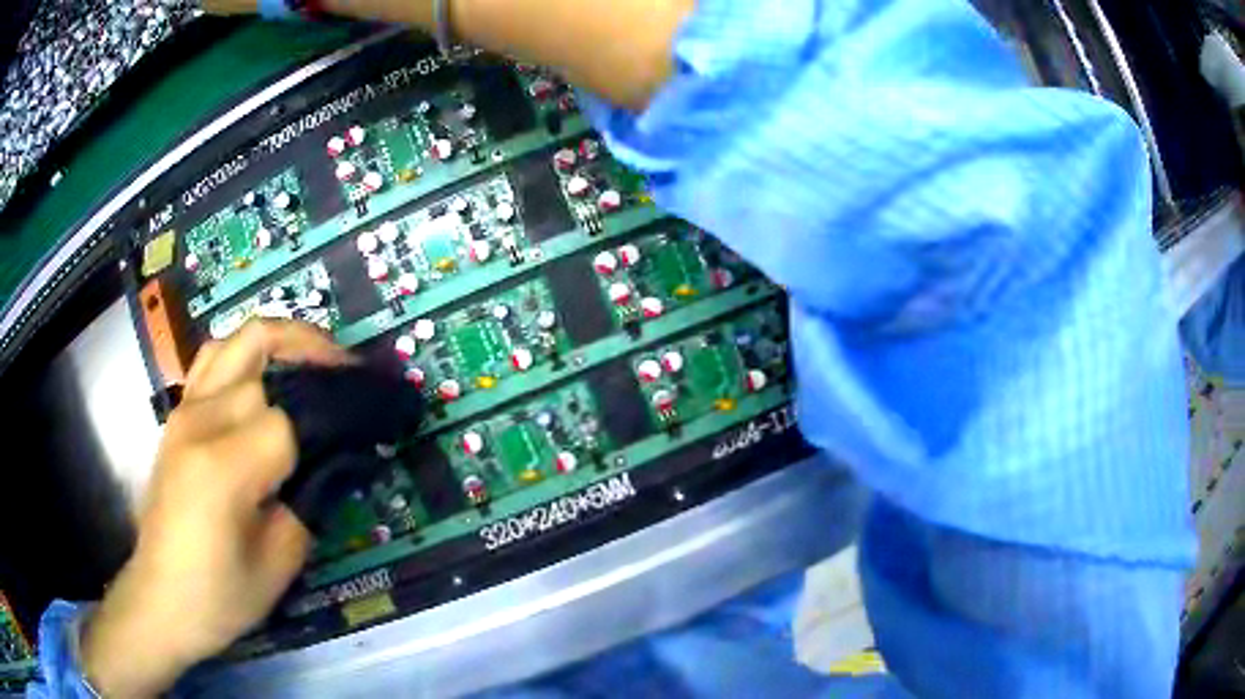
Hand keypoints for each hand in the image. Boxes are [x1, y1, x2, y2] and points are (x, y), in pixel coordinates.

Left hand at [81, 320, 352, 697]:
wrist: (160, 599)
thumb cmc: (220, 596)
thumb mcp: (278, 566)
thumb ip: (307, 505)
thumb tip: (335, 463)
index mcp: (222, 468)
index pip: (284, 423)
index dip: (321, 436)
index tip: (347, 449)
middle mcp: (199, 424)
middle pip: (264, 363)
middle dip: (310, 364)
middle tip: (347, 379)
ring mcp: (183, 413)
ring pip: (235, 341)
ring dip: (279, 340)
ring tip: (312, 359)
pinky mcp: (177, 417)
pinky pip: (212, 360)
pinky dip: (245, 353)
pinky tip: (264, 377)